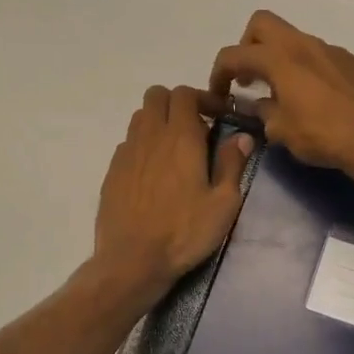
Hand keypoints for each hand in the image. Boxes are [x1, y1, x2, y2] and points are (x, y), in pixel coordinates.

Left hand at [93, 85, 253, 306]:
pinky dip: (143, 145)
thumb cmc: (184, 232)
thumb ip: (231, 164)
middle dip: (177, 102)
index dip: (203, 97)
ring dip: (158, 121)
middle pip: (157, 95)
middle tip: (196, 126)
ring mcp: (126, 153)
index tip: (219, 114)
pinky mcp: (112, 172)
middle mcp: (150, 136)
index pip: (185, 93)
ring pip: (140, 117)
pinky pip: (128, 143)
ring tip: (174, 148)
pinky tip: (153, 172)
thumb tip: (241, 136)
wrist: (132, 260)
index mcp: (180, 138)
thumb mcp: (222, 203)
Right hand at [206, 12, 353, 179]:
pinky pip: (321, 56)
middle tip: (249, 77)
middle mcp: (304, 44)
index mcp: (279, 58)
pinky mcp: (353, 62)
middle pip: (262, 23)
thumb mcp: (281, 131)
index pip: (234, 54)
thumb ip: (263, 112)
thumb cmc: (322, 135)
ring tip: (284, 92)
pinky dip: (308, 68)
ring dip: (280, 58)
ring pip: (295, 39)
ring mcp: (331, 50)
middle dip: (248, 46)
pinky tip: (317, 98)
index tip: (219, 94)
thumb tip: (259, 106)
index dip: (218, 73)